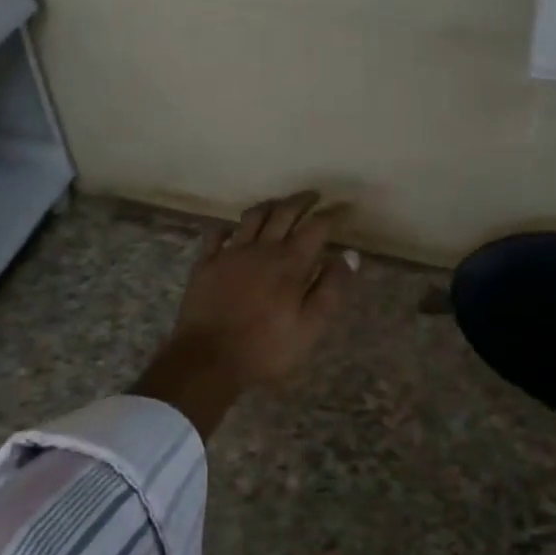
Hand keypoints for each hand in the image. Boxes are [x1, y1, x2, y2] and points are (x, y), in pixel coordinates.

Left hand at [133, 191, 356, 437]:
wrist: (207, 359)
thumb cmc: (265, 349)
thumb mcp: (309, 327)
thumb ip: (330, 289)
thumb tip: (349, 255)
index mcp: (290, 263)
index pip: (316, 227)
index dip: (332, 214)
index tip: (343, 207)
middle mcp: (262, 248)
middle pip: (284, 212)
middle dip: (302, 200)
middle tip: (313, 196)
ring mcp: (231, 253)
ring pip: (252, 217)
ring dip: (269, 206)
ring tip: (278, 204)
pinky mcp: (206, 263)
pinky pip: (217, 234)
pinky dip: (229, 227)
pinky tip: (233, 230)